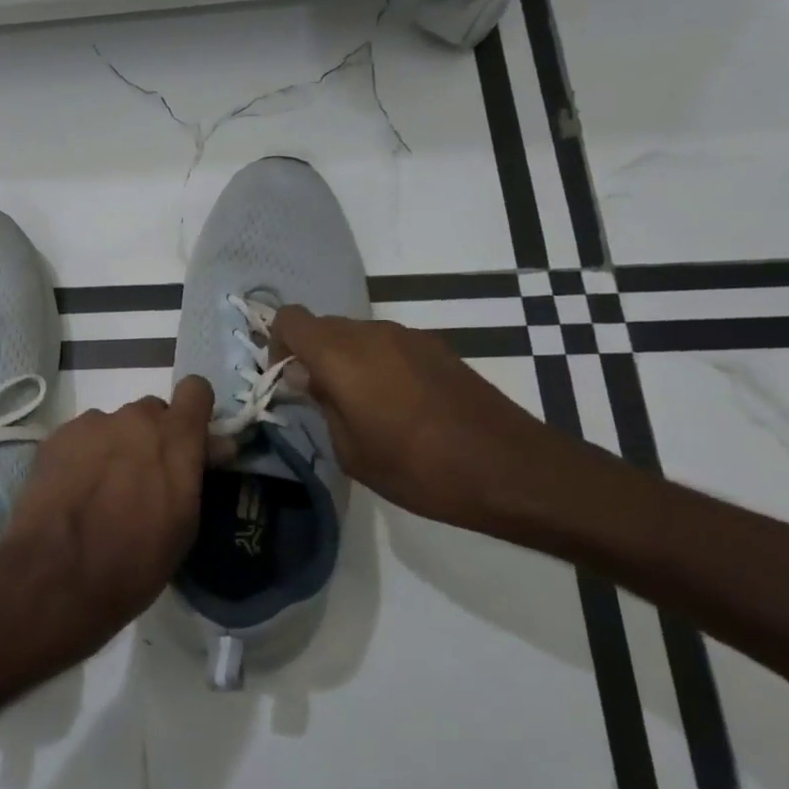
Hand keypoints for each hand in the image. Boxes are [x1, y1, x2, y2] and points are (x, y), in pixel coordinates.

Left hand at [0, 376, 212, 665]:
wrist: (57, 574)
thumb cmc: (136, 561)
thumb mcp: (184, 525)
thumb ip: (195, 474)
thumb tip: (213, 447)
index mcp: (175, 437)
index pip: (196, 391)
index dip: (194, 412)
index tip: (190, 440)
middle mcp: (134, 419)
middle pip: (151, 412)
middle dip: (152, 438)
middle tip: (142, 478)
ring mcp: (91, 424)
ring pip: (113, 426)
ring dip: (114, 448)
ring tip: (99, 491)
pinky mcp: (56, 437)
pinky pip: (80, 438)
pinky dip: (81, 457)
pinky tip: (71, 492)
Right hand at [271, 307, 577, 533]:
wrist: (510, 469)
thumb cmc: (419, 469)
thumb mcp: (352, 451)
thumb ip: (322, 404)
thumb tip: (306, 376)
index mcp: (342, 356)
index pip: (291, 319)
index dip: (278, 344)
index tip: (286, 381)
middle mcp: (372, 333)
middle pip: (323, 326)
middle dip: (311, 355)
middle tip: (319, 399)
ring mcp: (409, 336)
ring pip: (357, 335)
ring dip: (345, 360)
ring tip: (362, 407)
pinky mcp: (437, 348)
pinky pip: (388, 345)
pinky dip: (377, 365)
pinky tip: (398, 406)